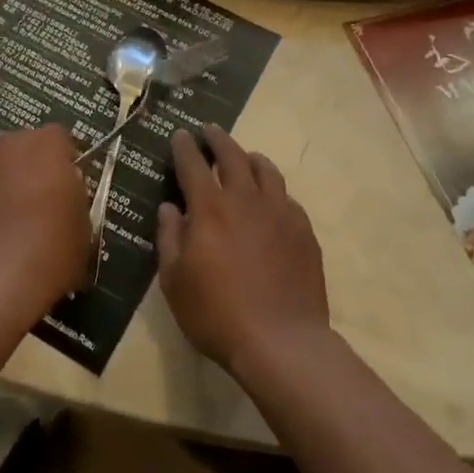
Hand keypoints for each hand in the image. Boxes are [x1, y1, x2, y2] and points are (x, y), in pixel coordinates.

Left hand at [0, 126, 90, 318]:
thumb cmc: (51, 250)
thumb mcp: (83, 224)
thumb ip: (72, 196)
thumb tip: (62, 194)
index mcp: (45, 145)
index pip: (59, 138)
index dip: (64, 160)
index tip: (66, 186)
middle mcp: (6, 144)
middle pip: (21, 147)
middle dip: (30, 167)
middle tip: (37, 202)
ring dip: (1, 182)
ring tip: (6, 220)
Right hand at [157, 126, 328, 373]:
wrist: (281, 341)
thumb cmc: (217, 314)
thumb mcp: (175, 281)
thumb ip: (170, 238)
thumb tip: (170, 208)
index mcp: (210, 208)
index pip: (193, 164)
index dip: (185, 146)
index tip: (181, 134)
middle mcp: (246, 199)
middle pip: (233, 155)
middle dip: (218, 139)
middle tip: (210, 131)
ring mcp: (280, 212)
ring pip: (266, 170)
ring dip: (250, 157)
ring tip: (244, 157)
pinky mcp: (304, 230)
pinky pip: (286, 197)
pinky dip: (273, 190)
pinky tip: (271, 200)